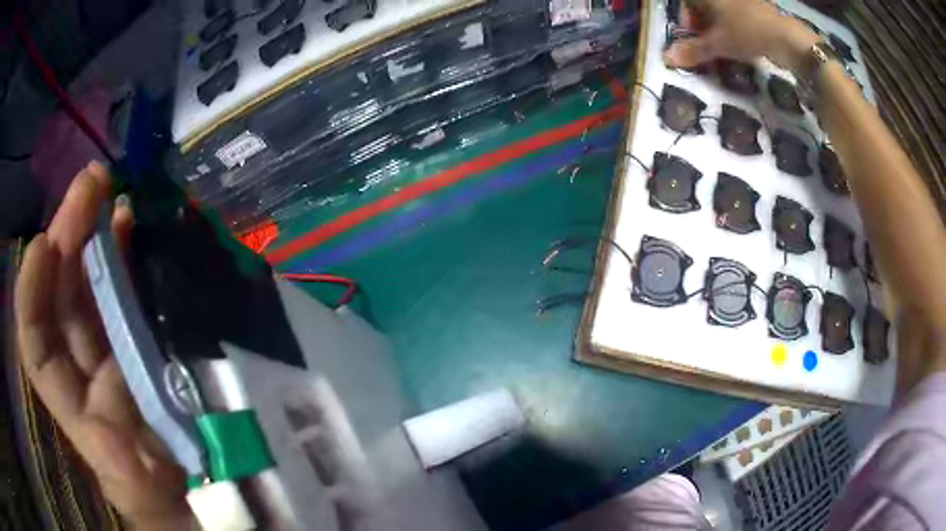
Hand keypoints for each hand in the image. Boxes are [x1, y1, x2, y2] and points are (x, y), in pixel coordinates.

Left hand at [15, 162, 194, 529]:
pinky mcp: (166, 346)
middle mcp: (101, 381)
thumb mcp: (162, 515)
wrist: (241, 505)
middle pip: (66, 301)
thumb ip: (135, 490)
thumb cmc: (197, 514)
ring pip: (100, 288)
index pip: (40, 351)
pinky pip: (140, 292)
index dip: (32, 298)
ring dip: (99, 235)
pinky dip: (136, 256)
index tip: (45, 244)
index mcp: (90, 420)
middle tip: (92, 184)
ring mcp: (132, 357)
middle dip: (68, 237)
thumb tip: (116, 449)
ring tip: (114, 191)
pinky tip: (142, 225)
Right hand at [664, 0, 819, 71]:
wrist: (787, 37)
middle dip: (703, 26)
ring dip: (720, 29)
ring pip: (723, 13)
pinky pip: (739, 17)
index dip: (687, 20)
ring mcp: (742, 2)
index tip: (693, 36)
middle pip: (705, 7)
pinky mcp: (757, 10)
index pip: (688, 3)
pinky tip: (741, 43)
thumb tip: (667, 58)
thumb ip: (694, 50)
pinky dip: (735, 29)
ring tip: (725, 47)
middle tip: (708, 45)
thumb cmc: (747, 32)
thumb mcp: (718, 44)